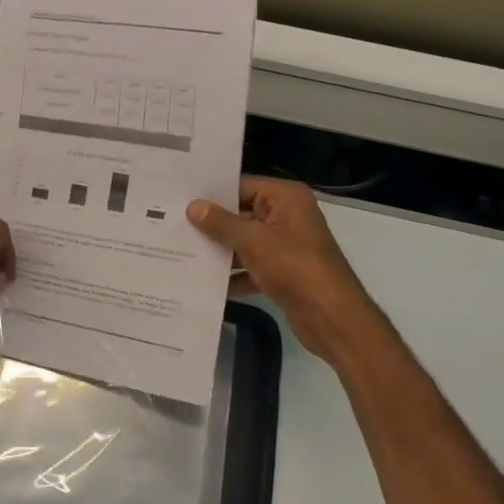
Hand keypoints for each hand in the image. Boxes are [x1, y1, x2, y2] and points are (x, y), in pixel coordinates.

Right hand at [187, 176, 370, 361]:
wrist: (331, 317)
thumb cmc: (294, 268)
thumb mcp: (253, 241)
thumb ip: (221, 223)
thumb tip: (193, 207)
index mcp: (286, 198)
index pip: (242, 186)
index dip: (212, 194)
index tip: (179, 199)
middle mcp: (287, 215)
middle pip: (241, 214)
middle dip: (211, 224)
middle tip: (172, 225)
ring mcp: (286, 245)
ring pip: (244, 241)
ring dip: (219, 250)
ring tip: (180, 251)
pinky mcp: (283, 271)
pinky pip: (251, 266)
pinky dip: (233, 274)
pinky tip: (203, 282)